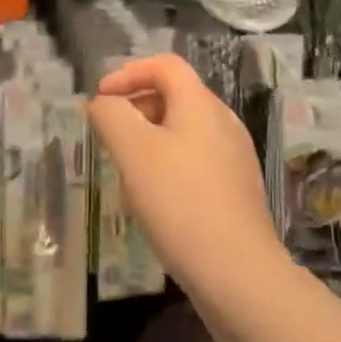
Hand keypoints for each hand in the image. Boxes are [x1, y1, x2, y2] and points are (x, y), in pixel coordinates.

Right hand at [88, 54, 286, 301]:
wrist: (239, 275)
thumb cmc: (180, 202)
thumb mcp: (134, 152)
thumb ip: (112, 116)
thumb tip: (103, 103)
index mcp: (201, 103)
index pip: (165, 66)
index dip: (129, 73)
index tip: (101, 98)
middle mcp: (223, 121)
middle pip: (175, 95)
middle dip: (137, 107)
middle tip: (110, 135)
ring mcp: (235, 157)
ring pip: (185, 131)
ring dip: (151, 138)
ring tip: (128, 170)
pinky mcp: (238, 190)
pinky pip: (197, 160)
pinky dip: (170, 164)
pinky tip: (157, 201)